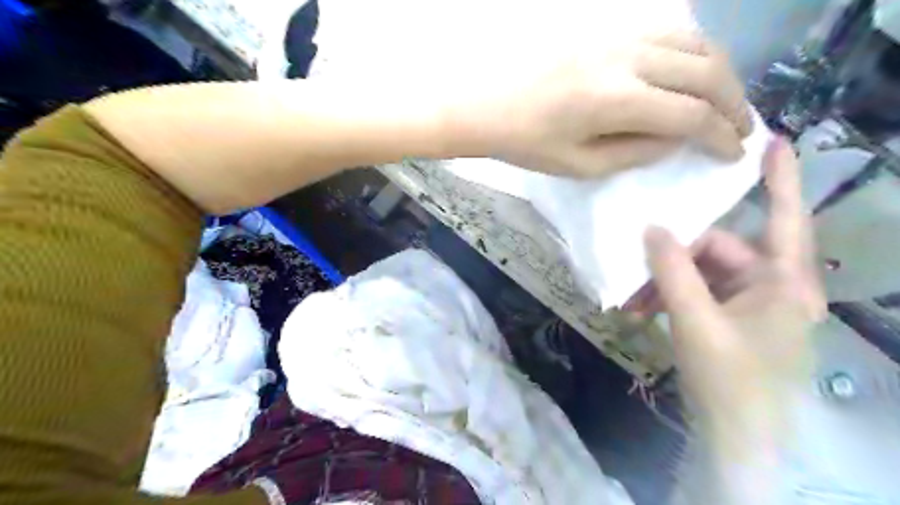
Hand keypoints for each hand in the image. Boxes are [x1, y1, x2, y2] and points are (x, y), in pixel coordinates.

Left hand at [448, 29, 753, 176]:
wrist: (485, 102)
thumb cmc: (526, 142)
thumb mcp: (580, 165)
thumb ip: (635, 152)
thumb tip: (675, 139)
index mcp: (618, 100)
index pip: (692, 115)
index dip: (721, 136)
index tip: (732, 154)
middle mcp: (629, 58)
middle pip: (705, 72)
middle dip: (733, 104)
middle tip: (741, 129)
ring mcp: (619, 35)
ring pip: (694, 42)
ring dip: (720, 73)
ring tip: (724, 101)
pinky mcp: (607, 28)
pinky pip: (667, 31)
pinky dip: (692, 51)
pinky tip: (691, 72)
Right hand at [643, 140, 823, 429]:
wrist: (733, 436)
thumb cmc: (729, 378)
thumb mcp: (696, 322)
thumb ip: (673, 272)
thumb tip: (652, 229)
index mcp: (783, 282)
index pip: (785, 218)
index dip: (780, 179)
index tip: (770, 140)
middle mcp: (769, 286)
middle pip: (718, 250)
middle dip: (673, 259)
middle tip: (636, 268)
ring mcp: (745, 303)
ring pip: (698, 273)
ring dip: (662, 283)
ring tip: (633, 302)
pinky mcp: (725, 317)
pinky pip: (693, 294)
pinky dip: (667, 299)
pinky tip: (641, 313)